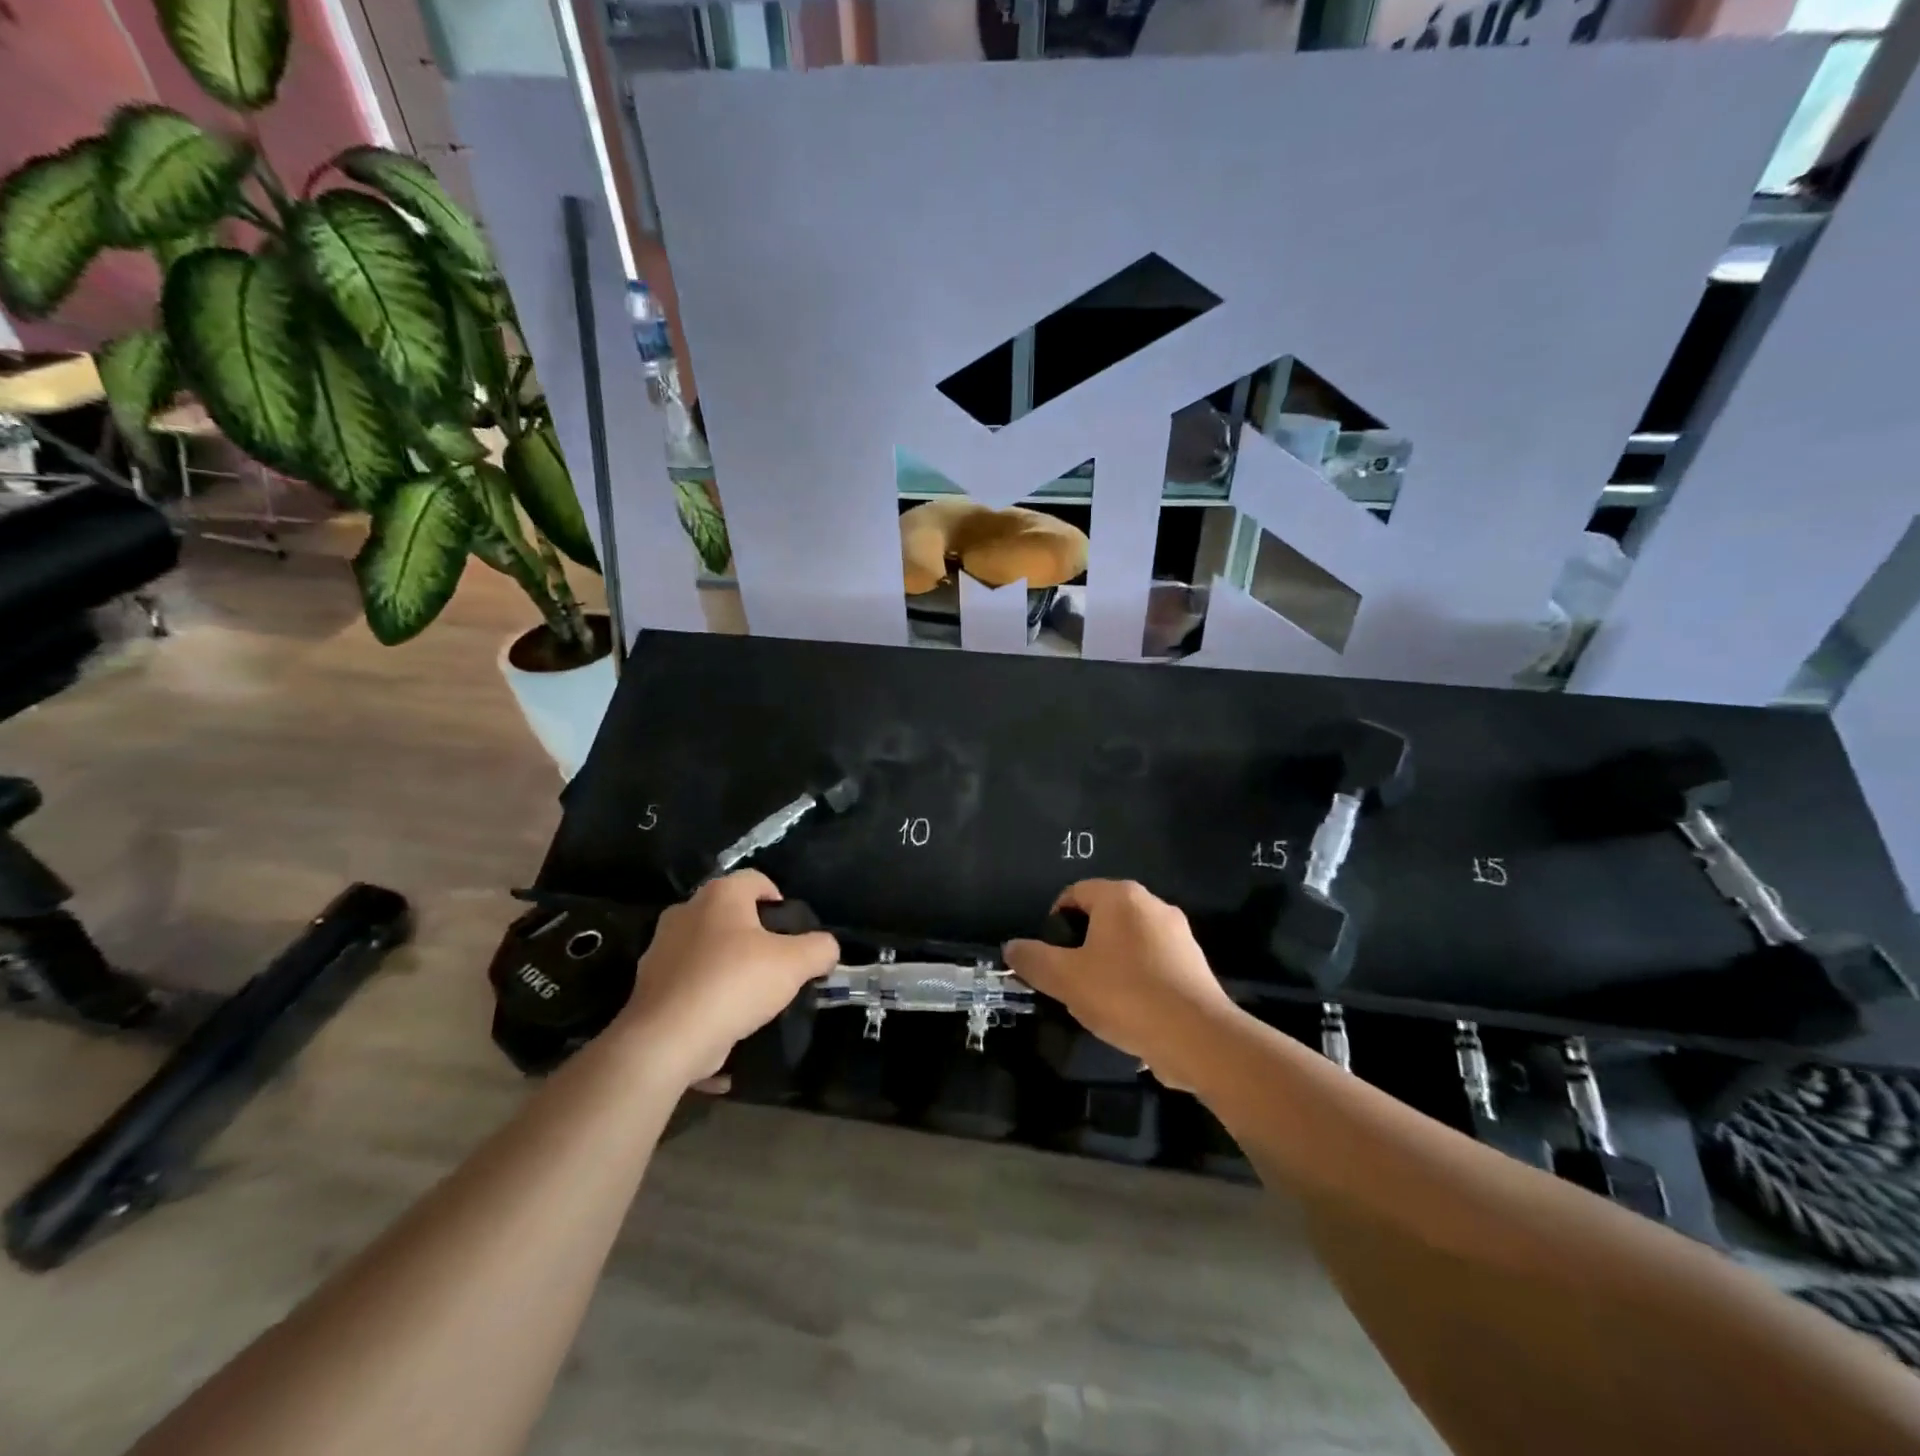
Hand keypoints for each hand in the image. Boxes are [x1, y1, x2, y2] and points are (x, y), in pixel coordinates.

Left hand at [617, 870, 838, 1085]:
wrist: (668, 1040)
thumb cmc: (735, 984)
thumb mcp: (795, 964)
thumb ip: (819, 949)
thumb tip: (826, 949)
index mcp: (719, 896)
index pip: (756, 879)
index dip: (778, 899)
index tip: (792, 930)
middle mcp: (685, 912)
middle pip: (729, 913)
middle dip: (752, 933)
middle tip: (775, 962)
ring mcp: (660, 948)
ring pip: (706, 947)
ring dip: (726, 964)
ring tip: (749, 995)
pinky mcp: (648, 985)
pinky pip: (688, 982)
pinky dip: (706, 995)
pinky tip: (724, 1020)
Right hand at [1004, 879, 1238, 1089]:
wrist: (1198, 1037)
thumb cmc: (1125, 995)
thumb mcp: (1066, 979)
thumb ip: (1033, 960)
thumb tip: (1011, 948)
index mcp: (1121, 897)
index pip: (1074, 893)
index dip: (1054, 923)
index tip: (1048, 957)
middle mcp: (1153, 905)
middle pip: (1103, 917)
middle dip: (1082, 945)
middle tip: (1069, 979)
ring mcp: (1179, 934)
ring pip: (1128, 942)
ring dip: (1109, 964)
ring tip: (1098, 1000)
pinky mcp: (1194, 964)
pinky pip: (1152, 964)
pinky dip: (1136, 980)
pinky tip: (1129, 1012)